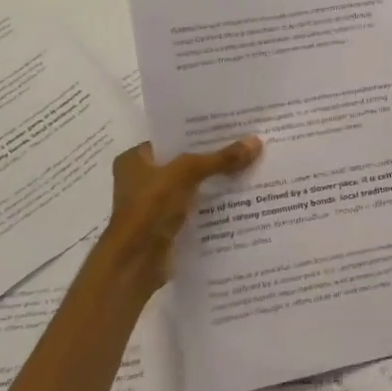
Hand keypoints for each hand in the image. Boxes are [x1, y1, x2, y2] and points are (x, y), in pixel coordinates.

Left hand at [90, 137, 261, 302]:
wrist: (135, 263)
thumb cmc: (150, 207)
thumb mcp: (187, 173)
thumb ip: (220, 159)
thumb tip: (256, 142)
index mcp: (135, 159)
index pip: (172, 138)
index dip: (199, 133)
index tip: (231, 127)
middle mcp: (141, 179)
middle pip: (184, 162)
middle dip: (213, 157)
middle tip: (247, 145)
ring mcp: (154, 205)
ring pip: (192, 186)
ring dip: (215, 182)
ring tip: (250, 169)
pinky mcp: (167, 226)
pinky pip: (195, 209)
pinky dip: (213, 206)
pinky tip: (240, 199)